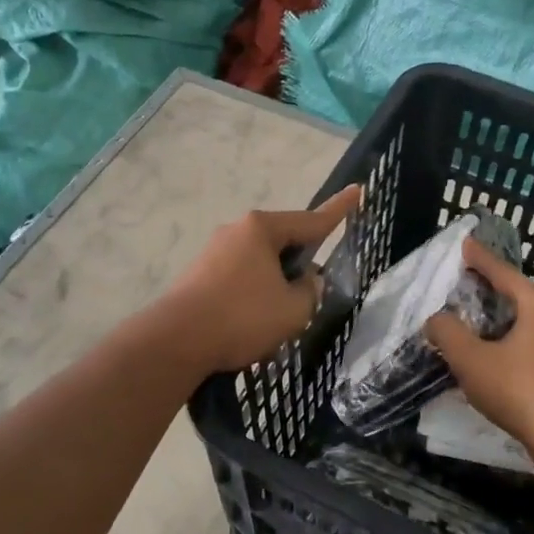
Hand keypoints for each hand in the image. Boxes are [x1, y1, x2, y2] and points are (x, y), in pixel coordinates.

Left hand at [161, 186, 361, 374]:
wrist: (175, 341)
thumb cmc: (242, 317)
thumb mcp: (293, 310)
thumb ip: (310, 292)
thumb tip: (306, 282)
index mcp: (262, 229)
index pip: (312, 220)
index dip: (339, 210)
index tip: (357, 191)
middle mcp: (236, 231)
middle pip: (282, 243)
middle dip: (300, 264)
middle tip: (313, 291)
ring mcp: (213, 252)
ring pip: (260, 265)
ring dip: (275, 285)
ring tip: (280, 320)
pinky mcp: (198, 276)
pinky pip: (239, 280)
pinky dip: (253, 296)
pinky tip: (252, 326)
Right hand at [424, 237, 533, 456]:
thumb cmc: (518, 389)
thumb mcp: (471, 359)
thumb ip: (448, 333)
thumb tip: (436, 320)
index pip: (503, 272)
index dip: (480, 259)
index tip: (465, 244)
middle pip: (517, 294)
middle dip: (491, 288)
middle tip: (466, 281)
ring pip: (526, 322)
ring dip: (500, 319)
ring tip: (476, 320)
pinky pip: (532, 343)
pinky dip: (510, 341)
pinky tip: (495, 355)